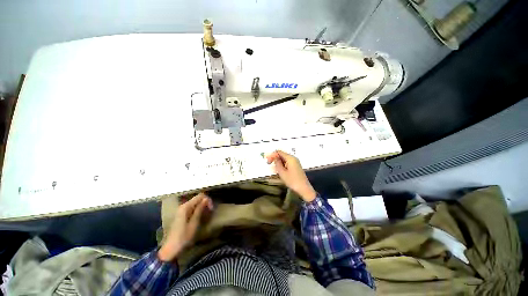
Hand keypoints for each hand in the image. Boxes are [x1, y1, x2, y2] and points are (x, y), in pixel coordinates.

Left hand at [158, 193, 212, 261]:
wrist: (170, 249)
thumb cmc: (183, 237)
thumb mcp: (194, 223)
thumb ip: (199, 210)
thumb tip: (206, 199)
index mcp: (185, 207)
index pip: (200, 196)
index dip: (207, 200)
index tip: (211, 209)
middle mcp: (182, 206)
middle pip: (197, 199)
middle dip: (205, 203)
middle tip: (210, 212)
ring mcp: (181, 210)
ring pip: (195, 203)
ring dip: (202, 207)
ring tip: (206, 215)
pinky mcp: (181, 215)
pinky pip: (191, 208)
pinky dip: (197, 210)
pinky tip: (200, 217)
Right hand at [266, 150, 316, 201]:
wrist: (304, 189)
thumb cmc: (292, 181)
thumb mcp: (282, 172)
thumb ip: (277, 163)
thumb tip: (274, 158)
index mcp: (290, 158)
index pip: (279, 152)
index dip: (272, 155)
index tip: (268, 162)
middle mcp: (293, 158)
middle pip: (282, 154)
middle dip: (275, 158)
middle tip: (269, 165)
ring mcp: (295, 162)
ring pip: (284, 159)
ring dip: (278, 162)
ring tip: (274, 169)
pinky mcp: (296, 166)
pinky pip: (287, 162)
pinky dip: (282, 164)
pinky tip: (280, 170)